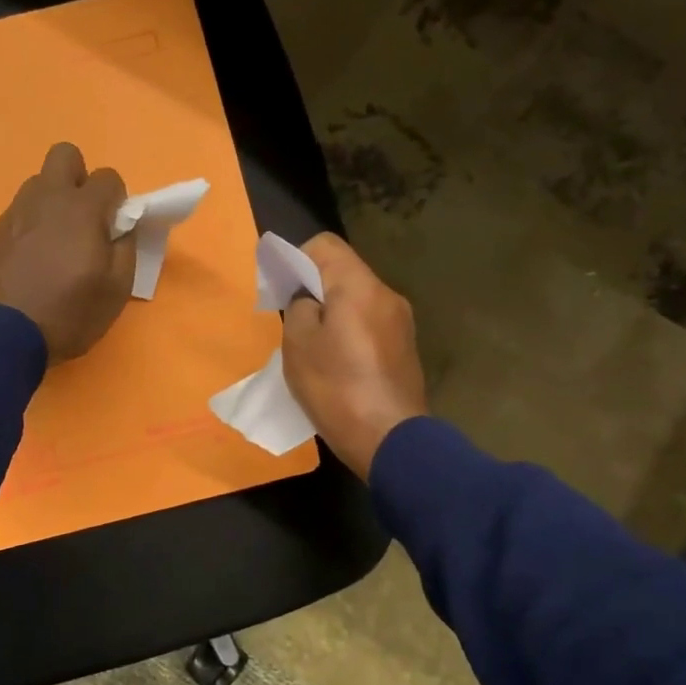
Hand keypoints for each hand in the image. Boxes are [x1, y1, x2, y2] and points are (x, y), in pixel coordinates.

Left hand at [0, 142, 136, 362]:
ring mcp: (14, 213)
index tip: (114, 229)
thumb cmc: (69, 314)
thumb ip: (126, 249)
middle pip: (65, 156)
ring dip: (53, 203)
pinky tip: (31, 263)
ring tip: (56, 245)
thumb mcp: (116, 290)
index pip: (108, 177)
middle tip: (85, 219)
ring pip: (38, 185)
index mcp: (81, 209)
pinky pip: (19, 215)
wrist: (1, 335)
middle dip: (80, 179)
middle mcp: (46, 198)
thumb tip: (122, 228)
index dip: (117, 200)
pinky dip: (31, 228)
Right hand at [281, 233, 427, 479]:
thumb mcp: (298, 345)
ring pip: (357, 302)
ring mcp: (401, 323)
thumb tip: (311, 302)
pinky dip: (350, 334)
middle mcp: (387, 295)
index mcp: (359, 286)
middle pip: (344, 273)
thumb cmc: (337, 388)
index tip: (279, 290)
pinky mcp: (406, 349)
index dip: (295, 259)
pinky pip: (370, 326)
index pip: (324, 245)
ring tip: (314, 349)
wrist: (390, 439)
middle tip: (291, 322)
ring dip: (332, 314)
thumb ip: (299, 309)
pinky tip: (338, 366)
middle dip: (313, 290)